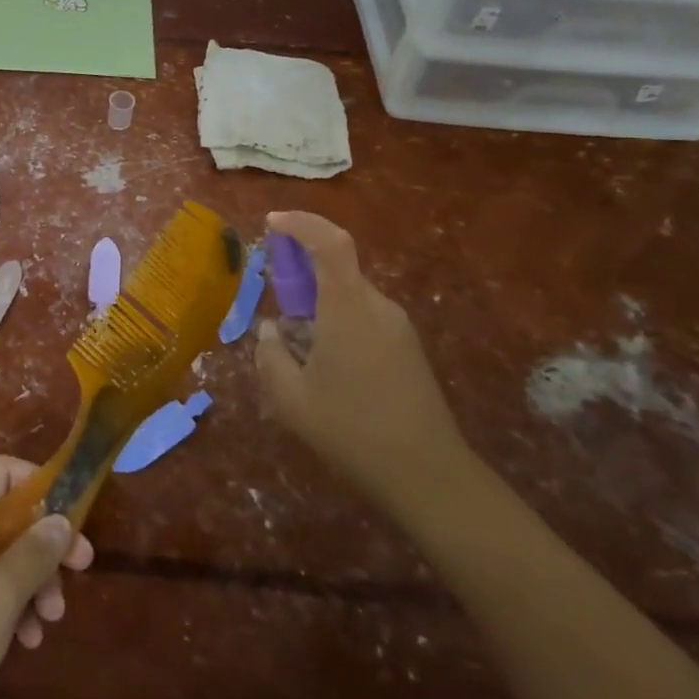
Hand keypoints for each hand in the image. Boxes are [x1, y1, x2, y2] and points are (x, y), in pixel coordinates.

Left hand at [0, 455, 94, 698]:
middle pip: (7, 515)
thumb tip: (61, 519)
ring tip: (53, 617)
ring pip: (1, 554)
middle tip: (82, 566)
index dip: (36, 482)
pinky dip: (11, 605)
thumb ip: (36, 550)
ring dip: (33, 580)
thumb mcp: (2, 589)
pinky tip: (28, 639)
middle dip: (44, 542)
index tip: (69, 511)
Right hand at [256, 211, 474, 514]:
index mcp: (349, 308)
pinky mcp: (408, 348)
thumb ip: (269, 355)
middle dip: (301, 275)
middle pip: (337, 269)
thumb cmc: (352, 430)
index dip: (301, 223)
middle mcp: (378, 307)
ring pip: (349, 296)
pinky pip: (364, 317)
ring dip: (318, 306)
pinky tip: (327, 368)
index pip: (330, 242)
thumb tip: (271, 330)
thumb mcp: (290, 398)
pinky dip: (337, 323)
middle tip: (276, 304)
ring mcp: (398, 327)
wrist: (428, 476)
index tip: (272, 223)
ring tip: (298, 351)